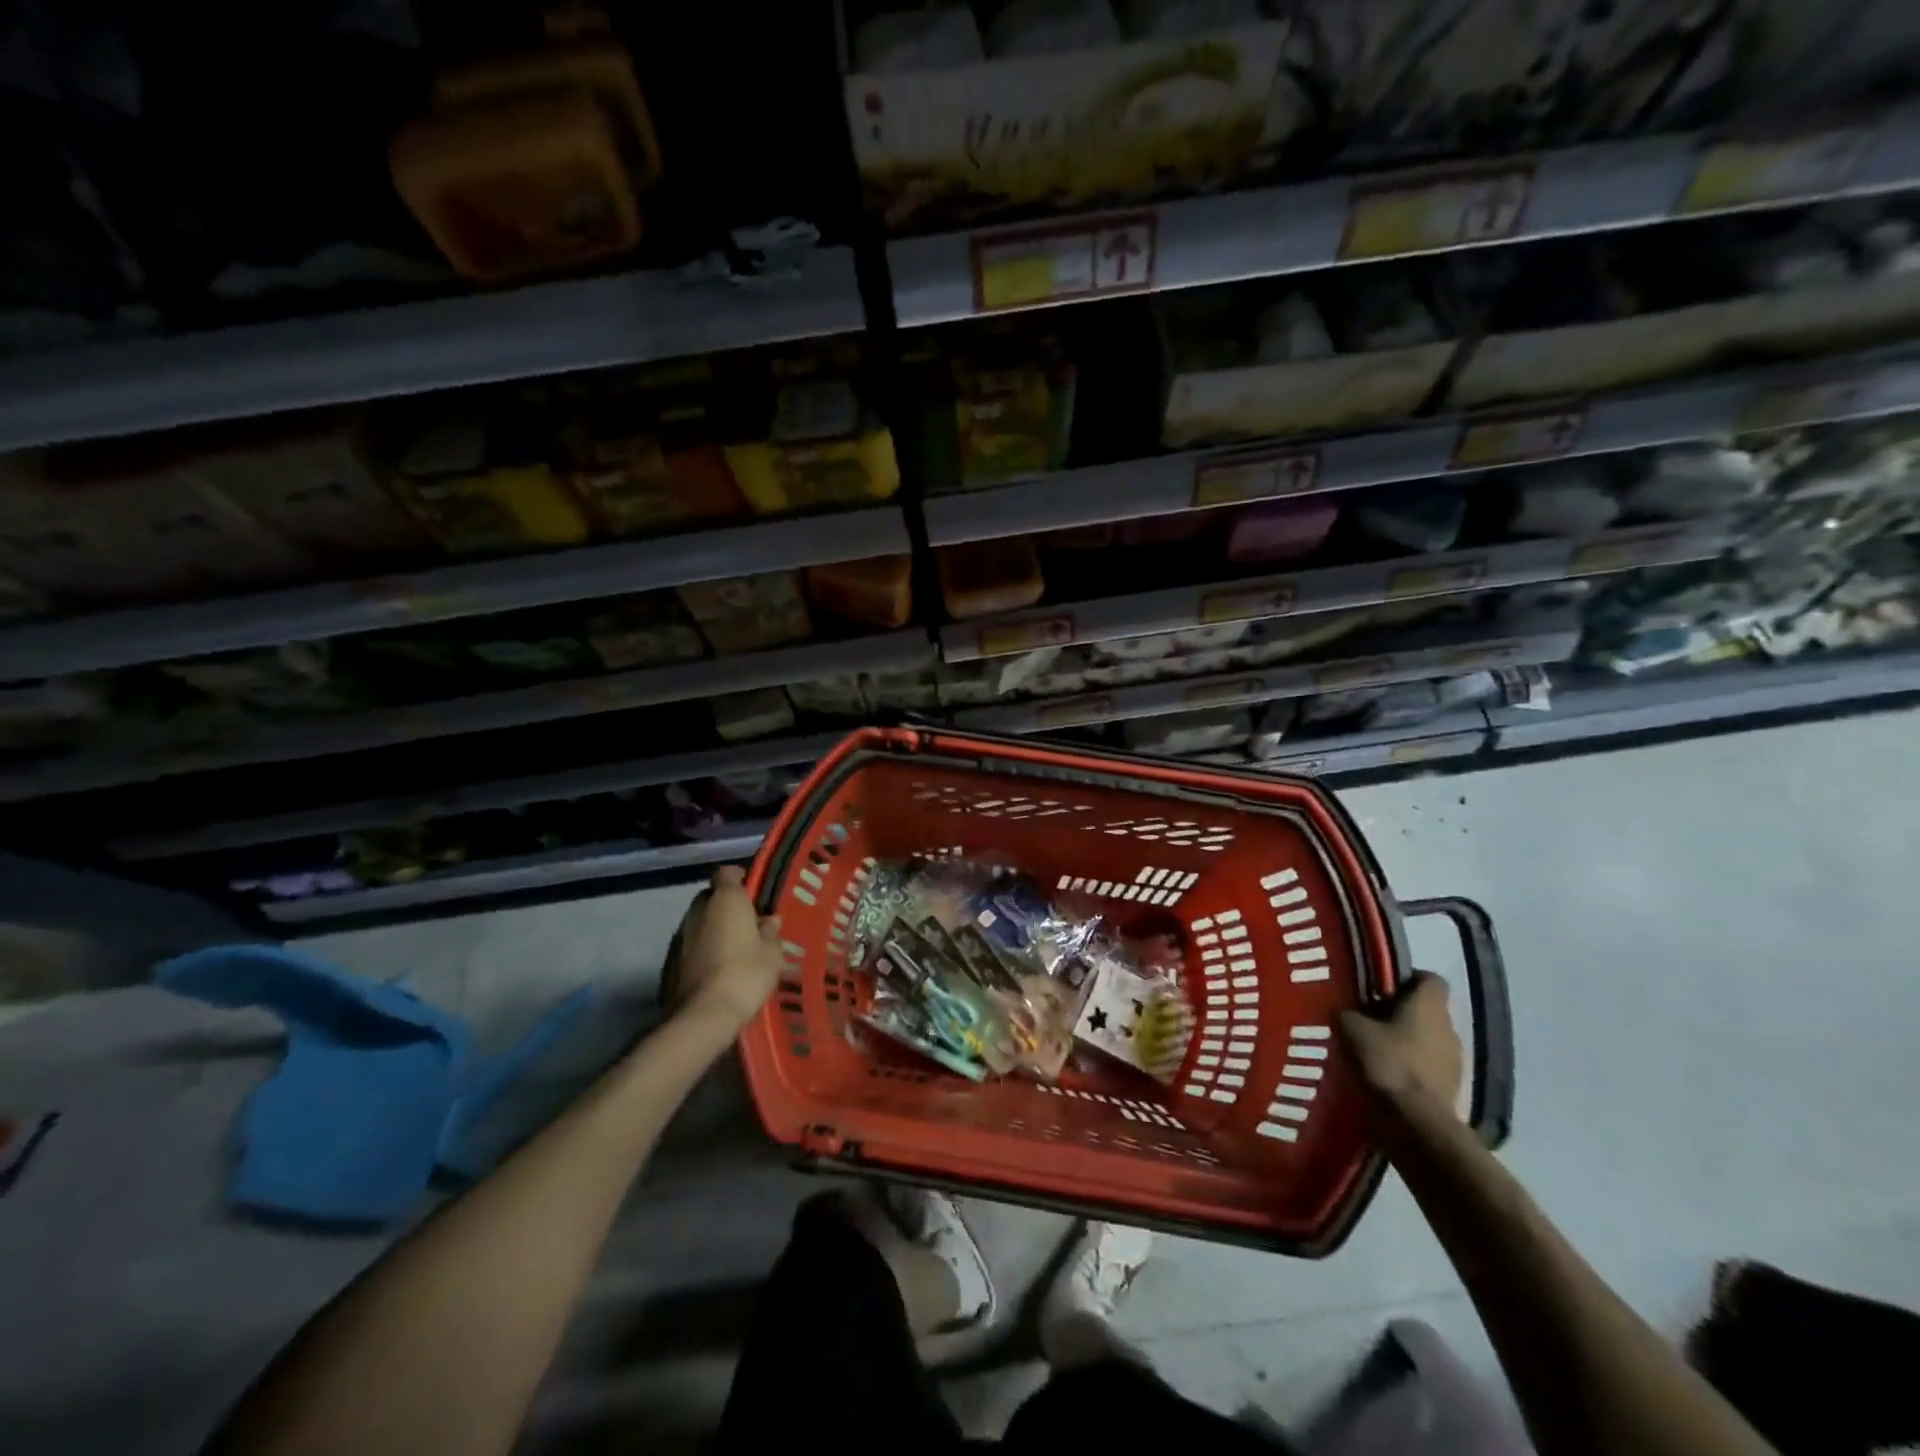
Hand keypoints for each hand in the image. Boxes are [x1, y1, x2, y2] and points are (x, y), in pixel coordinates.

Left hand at [670, 866, 783, 1029]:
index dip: (740, 878)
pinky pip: (691, 944)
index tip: (753, 891)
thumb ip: (771, 932)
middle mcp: (699, 910)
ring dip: (713, 927)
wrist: (704, 1015)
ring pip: (700, 921)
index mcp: (726, 900)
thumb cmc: (745, 974)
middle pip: (711, 896)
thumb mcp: (772, 954)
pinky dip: (703, 948)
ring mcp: (681, 935)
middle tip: (747, 921)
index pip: (727, 873)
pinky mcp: (670, 960)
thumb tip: (770, 919)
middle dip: (726, 904)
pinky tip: (718, 966)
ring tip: (734, 946)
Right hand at [1340, 972, 1462, 1110]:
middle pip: (1427, 1009)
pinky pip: (1430, 1065)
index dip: (1405, 979)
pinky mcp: (1453, 1086)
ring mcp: (1456, 1059)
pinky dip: (1412, 1066)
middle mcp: (1449, 1025)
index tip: (1380, 988)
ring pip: (1429, 1038)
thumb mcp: (1352, 1029)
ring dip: (1407, 1041)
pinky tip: (1388, 1074)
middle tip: (1369, 1018)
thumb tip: (1347, 1010)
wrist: (1417, 1122)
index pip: (1428, 978)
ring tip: (1376, 1049)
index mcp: (1429, 1004)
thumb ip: (1349, 1013)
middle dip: (1401, 1012)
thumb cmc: (1387, 1063)